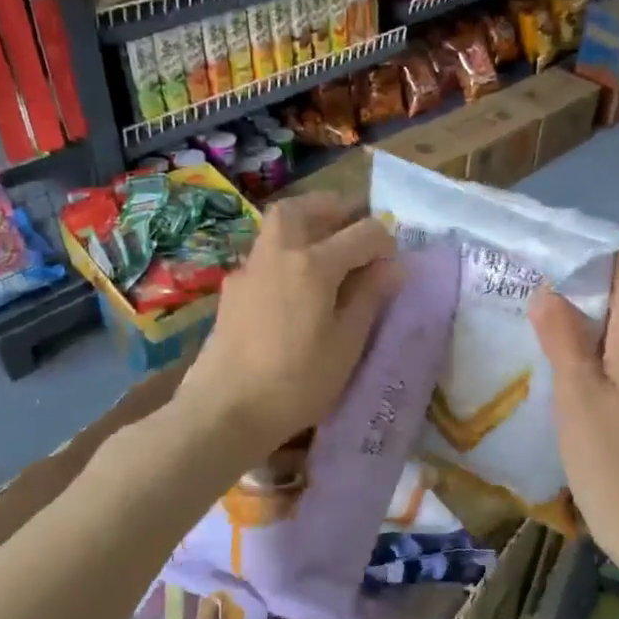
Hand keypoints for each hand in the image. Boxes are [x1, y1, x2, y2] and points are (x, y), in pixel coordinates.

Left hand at [175, 193, 396, 460]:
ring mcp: (249, 270)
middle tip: (353, 228)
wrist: (224, 410)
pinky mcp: (232, 291)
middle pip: (303, 208)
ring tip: (329, 255)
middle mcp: (278, 253)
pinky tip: (298, 288)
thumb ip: (370, 298)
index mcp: (313, 264)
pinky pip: (265, 254)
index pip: (361, 233)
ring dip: (306, 226)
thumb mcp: (346, 344)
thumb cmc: (296, 382)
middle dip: (333, 209)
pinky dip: (288, 254)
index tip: (394, 264)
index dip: (384, 242)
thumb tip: (393, 266)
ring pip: (278, 227)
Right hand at [530, 249, 618, 565]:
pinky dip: (582, 345)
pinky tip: (551, 353)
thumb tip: (547, 290)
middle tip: (529, 269)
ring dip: (577, 313)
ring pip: (611, 329)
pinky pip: (608, 357)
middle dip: (578, 279)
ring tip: (531, 302)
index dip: (596, 248)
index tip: (554, 237)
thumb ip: (563, 338)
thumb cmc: (610, 459)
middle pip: (618, 297)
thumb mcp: (577, 394)